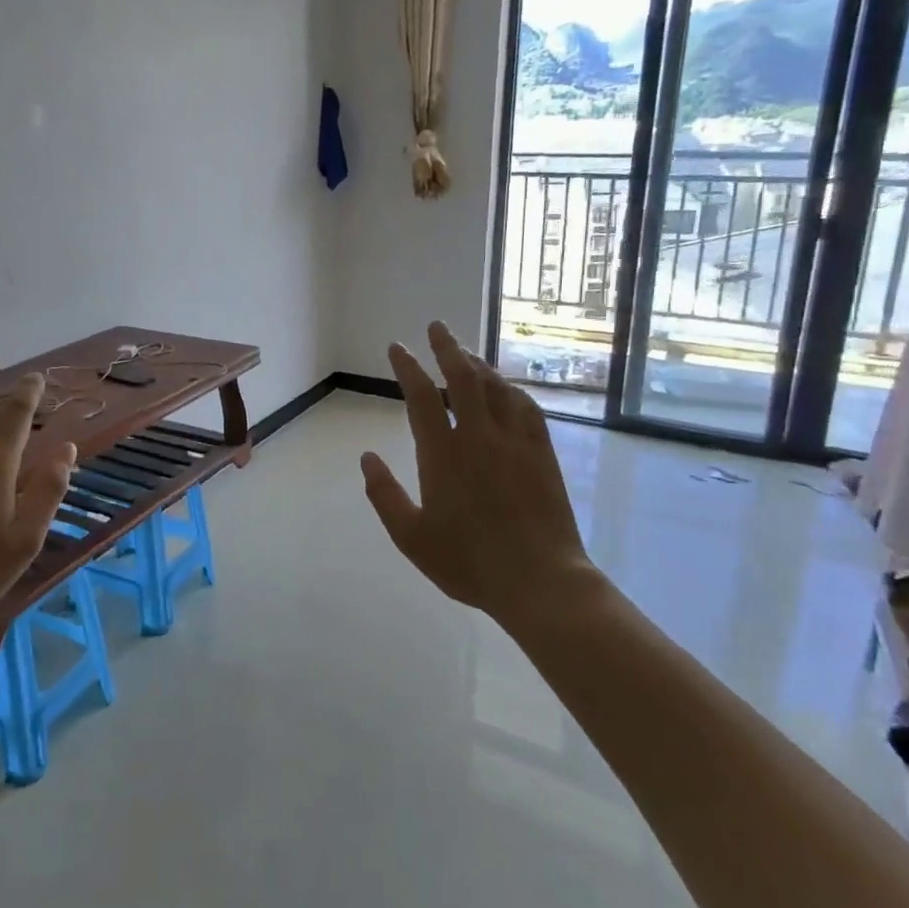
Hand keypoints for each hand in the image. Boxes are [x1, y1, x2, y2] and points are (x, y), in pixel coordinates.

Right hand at [360, 322, 607, 622]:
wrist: (540, 581)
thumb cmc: (469, 562)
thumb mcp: (411, 537)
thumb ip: (384, 494)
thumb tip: (366, 456)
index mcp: (442, 454)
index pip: (421, 396)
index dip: (407, 367)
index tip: (397, 347)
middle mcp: (479, 437)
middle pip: (462, 378)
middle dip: (447, 348)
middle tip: (437, 326)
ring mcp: (515, 442)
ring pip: (495, 388)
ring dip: (478, 364)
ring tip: (465, 352)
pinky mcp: (542, 454)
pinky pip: (526, 408)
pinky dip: (510, 390)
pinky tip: (506, 388)